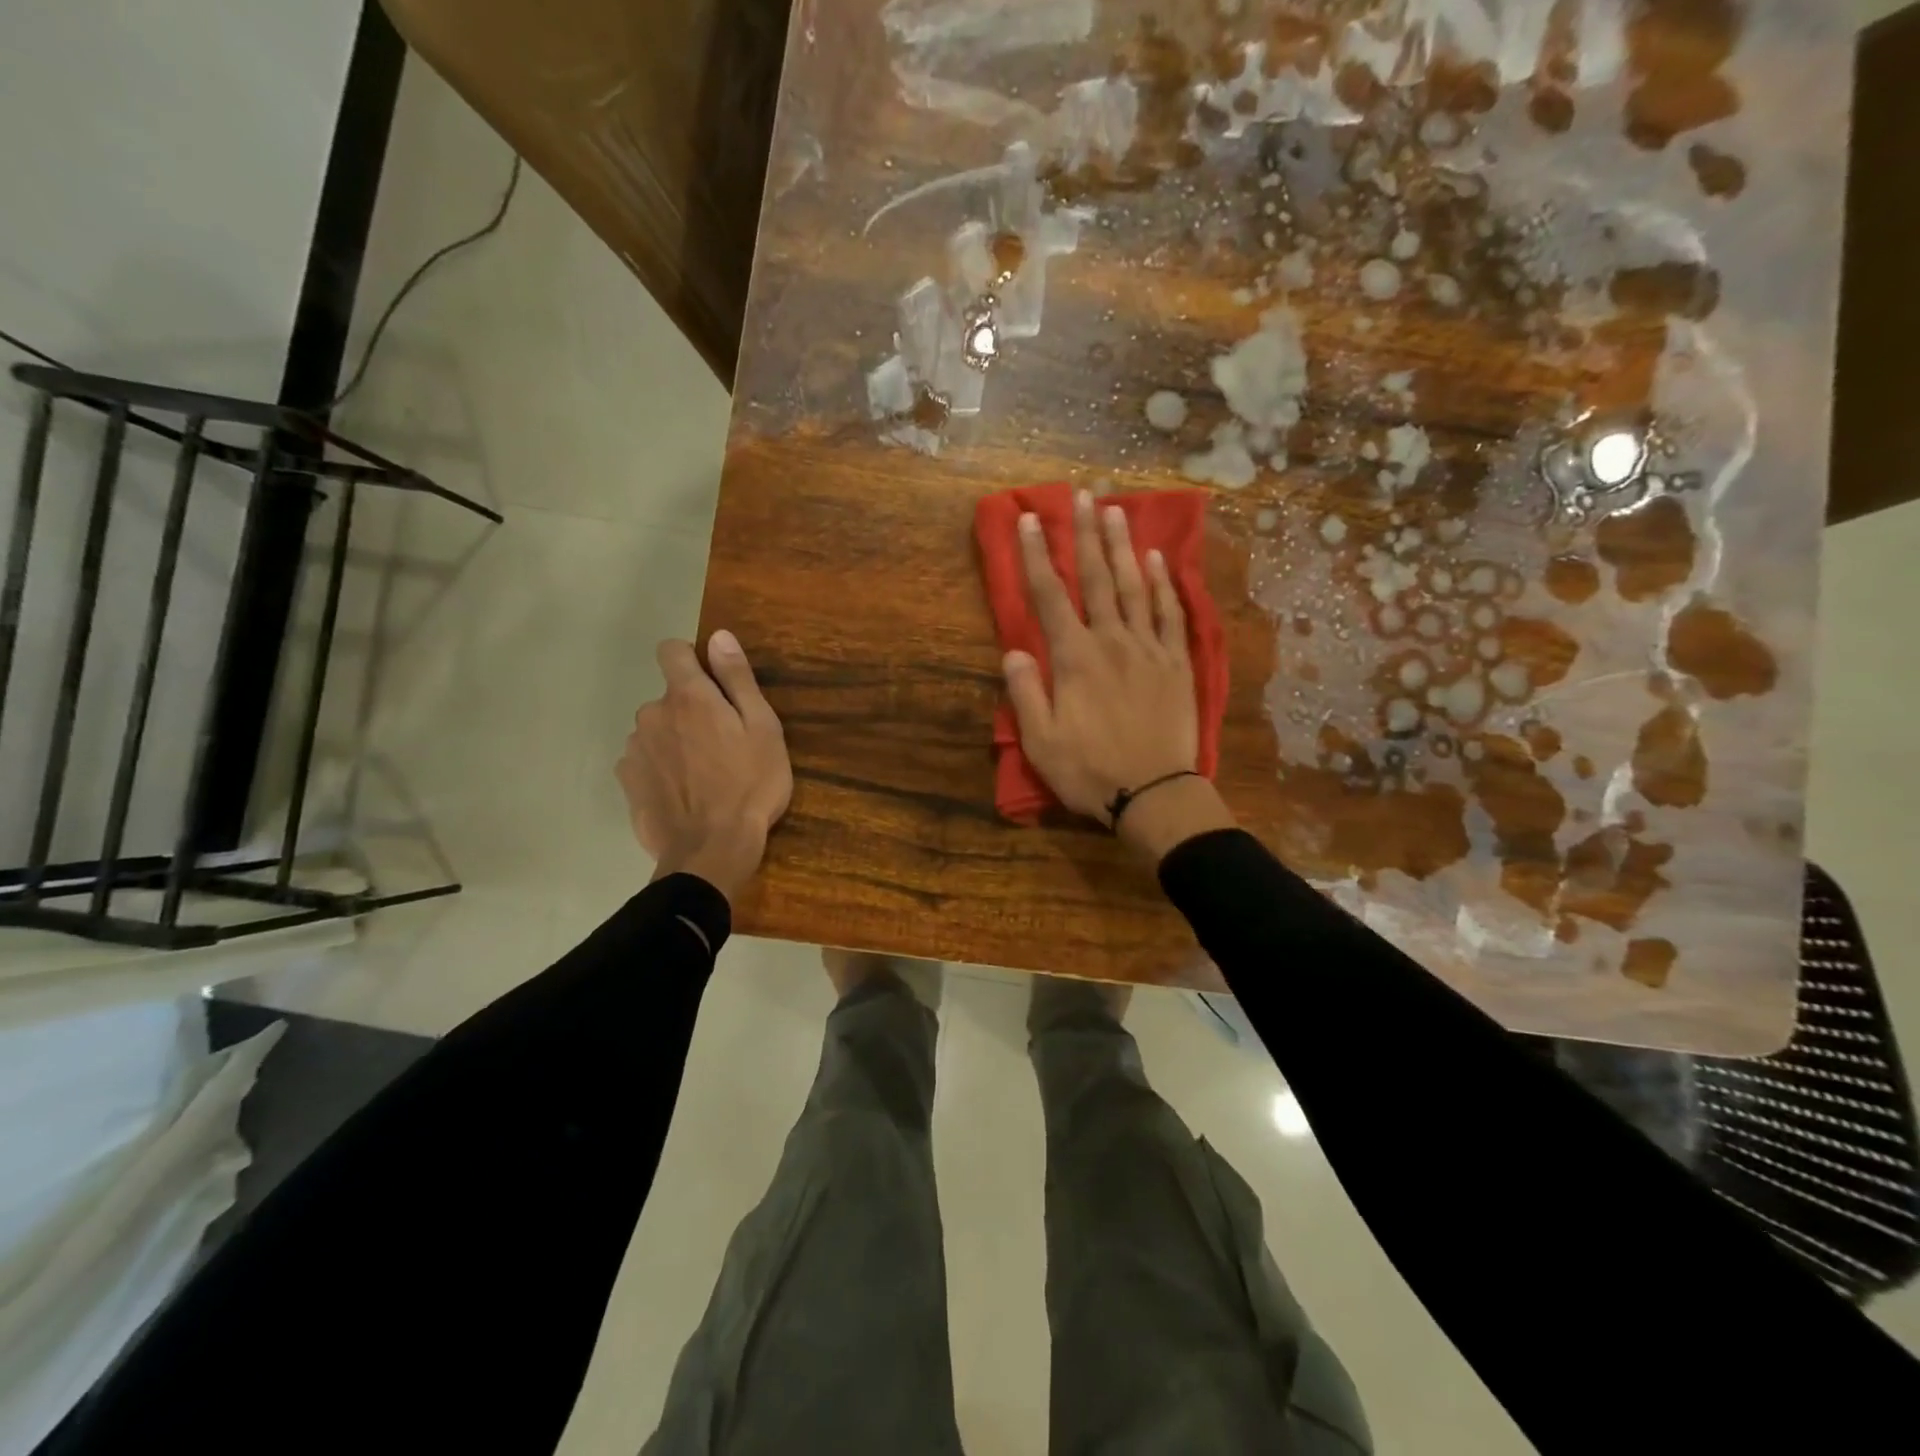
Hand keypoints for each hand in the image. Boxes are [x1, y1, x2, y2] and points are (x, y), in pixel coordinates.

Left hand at [617, 631, 791, 900]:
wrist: (711, 851)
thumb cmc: (750, 786)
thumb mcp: (763, 729)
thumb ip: (738, 679)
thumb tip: (719, 636)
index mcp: (689, 696)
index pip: (672, 650)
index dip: (691, 658)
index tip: (713, 684)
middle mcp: (653, 713)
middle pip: (670, 697)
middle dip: (692, 711)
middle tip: (723, 745)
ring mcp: (635, 748)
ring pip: (657, 730)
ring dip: (675, 741)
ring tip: (704, 774)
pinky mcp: (628, 781)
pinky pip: (645, 760)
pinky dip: (661, 768)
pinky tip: (684, 793)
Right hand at [1004, 490, 1232, 856]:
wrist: (1155, 794)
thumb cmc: (1090, 771)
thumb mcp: (1041, 741)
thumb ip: (1026, 692)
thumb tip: (1014, 651)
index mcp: (1075, 658)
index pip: (1050, 596)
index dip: (1035, 556)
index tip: (1028, 519)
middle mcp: (1113, 641)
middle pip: (1098, 578)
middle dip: (1086, 534)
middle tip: (1084, 494)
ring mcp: (1150, 649)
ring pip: (1136, 586)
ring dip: (1125, 546)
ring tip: (1118, 511)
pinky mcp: (1177, 664)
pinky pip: (1172, 614)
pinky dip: (1165, 584)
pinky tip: (1159, 560)